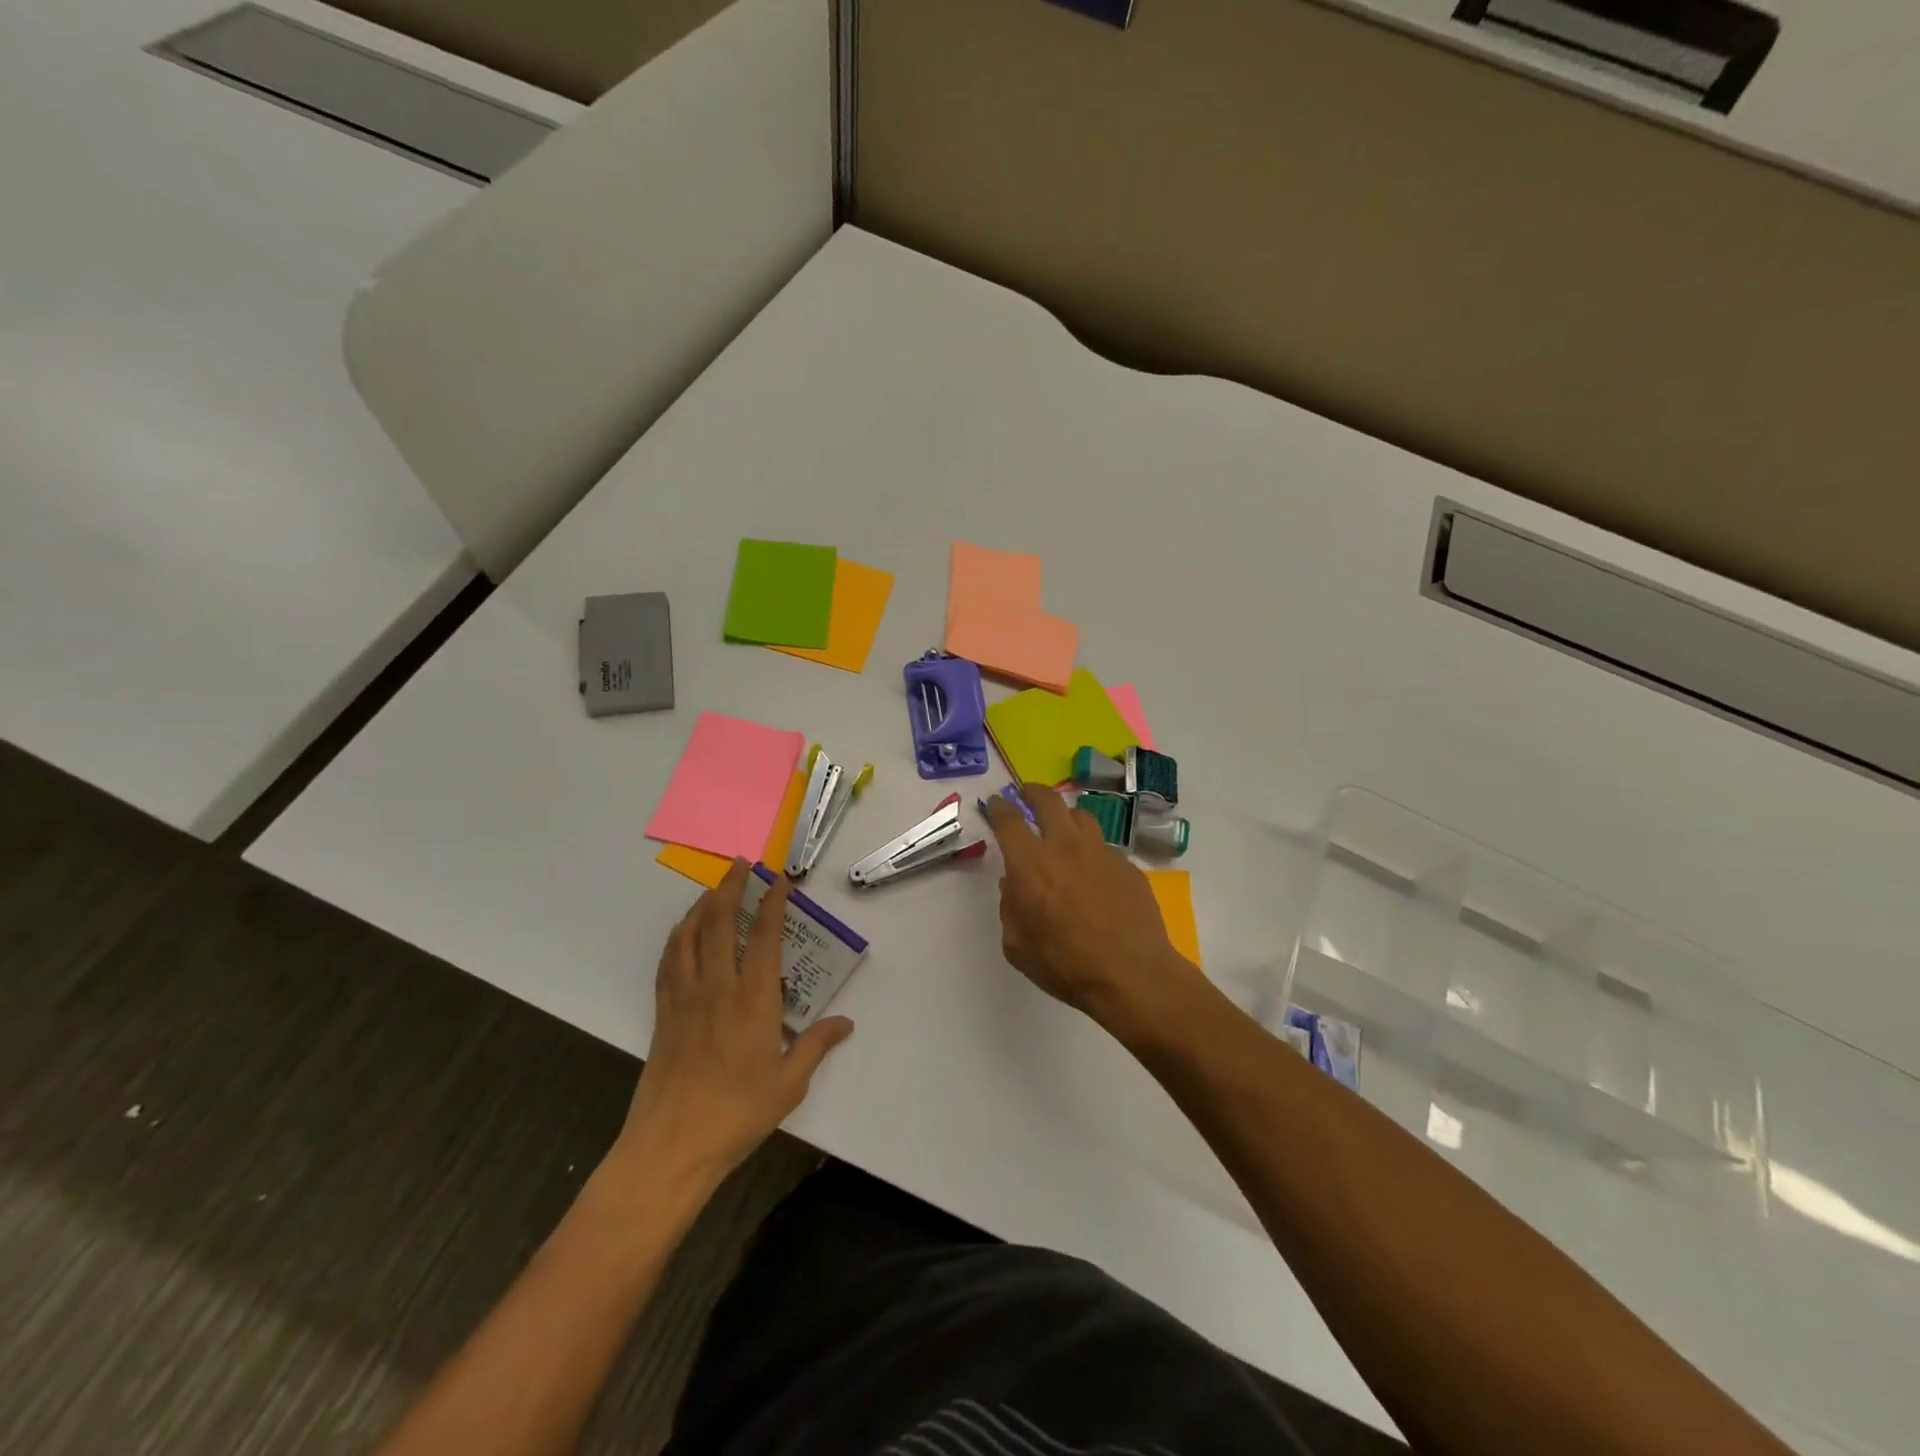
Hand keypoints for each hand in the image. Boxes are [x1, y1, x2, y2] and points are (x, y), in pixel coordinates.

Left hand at [615, 861, 852, 1189]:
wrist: (671, 1146)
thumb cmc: (737, 1114)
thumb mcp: (789, 1084)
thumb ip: (816, 1046)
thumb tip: (846, 1023)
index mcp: (754, 1000)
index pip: (764, 935)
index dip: (772, 901)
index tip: (778, 879)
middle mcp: (717, 987)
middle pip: (719, 922)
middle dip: (730, 887)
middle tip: (740, 864)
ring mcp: (685, 998)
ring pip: (689, 935)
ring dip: (701, 904)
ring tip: (714, 888)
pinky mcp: (664, 1013)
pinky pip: (669, 961)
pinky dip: (678, 936)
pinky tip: (684, 932)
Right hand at [983, 783, 1201, 1034]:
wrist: (1131, 974)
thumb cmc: (1065, 964)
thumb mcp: (1017, 945)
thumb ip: (1010, 908)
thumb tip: (1014, 886)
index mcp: (1030, 864)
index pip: (1008, 820)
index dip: (999, 807)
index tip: (995, 803)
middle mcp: (1065, 847)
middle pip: (1048, 800)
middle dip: (1033, 792)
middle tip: (1027, 794)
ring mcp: (1101, 852)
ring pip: (1081, 816)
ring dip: (1066, 816)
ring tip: (1063, 827)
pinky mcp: (1127, 865)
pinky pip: (1104, 846)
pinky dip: (1092, 850)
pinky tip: (1093, 871)